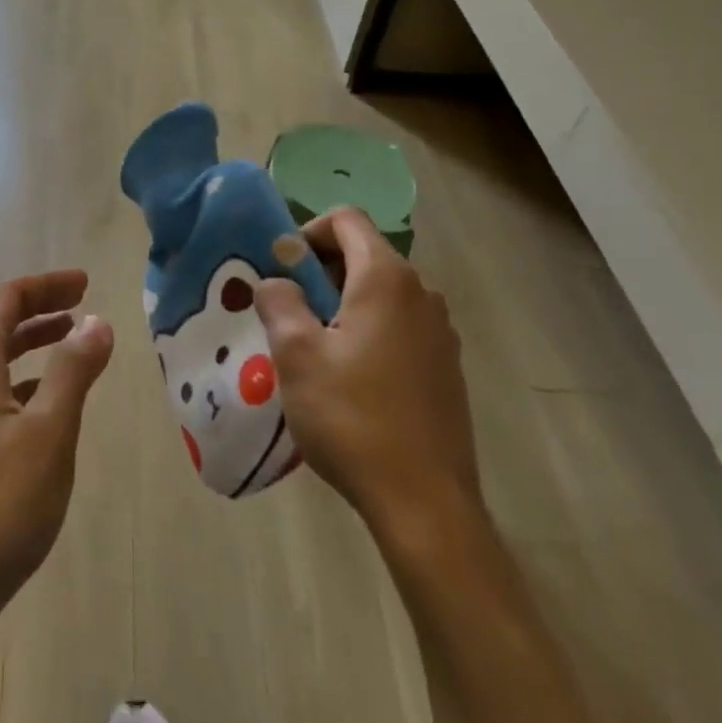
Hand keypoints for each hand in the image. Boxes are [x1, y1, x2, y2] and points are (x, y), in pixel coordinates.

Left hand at [0, 270, 114, 629]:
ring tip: (70, 341)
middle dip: (40, 308)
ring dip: (31, 342)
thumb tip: (96, 321)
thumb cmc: (0, 503)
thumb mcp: (50, 432)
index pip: (8, 298)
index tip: (85, 282)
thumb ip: (73, 371)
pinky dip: (22, 379)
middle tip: (82, 303)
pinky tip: (45, 402)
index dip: (46, 285)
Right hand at [255, 208, 480, 544]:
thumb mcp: (296, 354)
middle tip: (290, 313)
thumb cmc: (352, 417)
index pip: (346, 219)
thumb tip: (275, 281)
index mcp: (386, 279)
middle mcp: (421, 294)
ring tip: (315, 349)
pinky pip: (399, 325)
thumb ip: (278, 301)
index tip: (284, 271)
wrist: (424, 503)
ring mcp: (440, 332)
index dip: (308, 232)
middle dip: (320, 272)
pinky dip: (368, 330)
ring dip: (342, 303)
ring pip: (381, 292)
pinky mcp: (446, 366)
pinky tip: (350, 380)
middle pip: (364, 254)